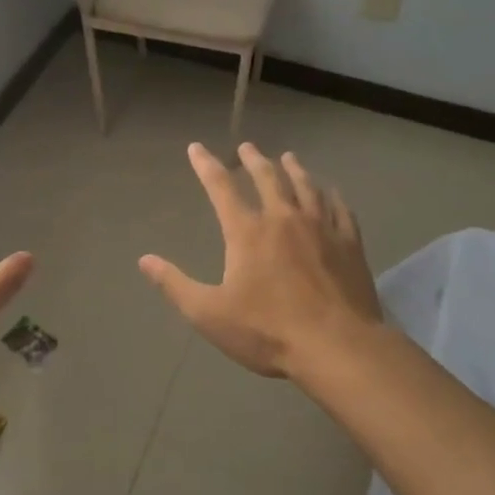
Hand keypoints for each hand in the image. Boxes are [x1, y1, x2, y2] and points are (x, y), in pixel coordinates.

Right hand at [139, 143, 381, 377]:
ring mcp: (321, 228)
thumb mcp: (209, 314)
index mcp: (247, 231)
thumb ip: (175, 285)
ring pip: (306, 186)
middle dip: (254, 160)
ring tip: (288, 158)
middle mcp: (283, 219)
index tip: (196, 148)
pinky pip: (340, 209)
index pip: (220, 187)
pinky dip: (333, 195)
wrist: (337, 347)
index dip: (205, 165)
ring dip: (294, 169)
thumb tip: (144, 260)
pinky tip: (332, 192)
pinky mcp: (350, 243)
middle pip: (268, 177)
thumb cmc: (268, 332)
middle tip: (247, 147)